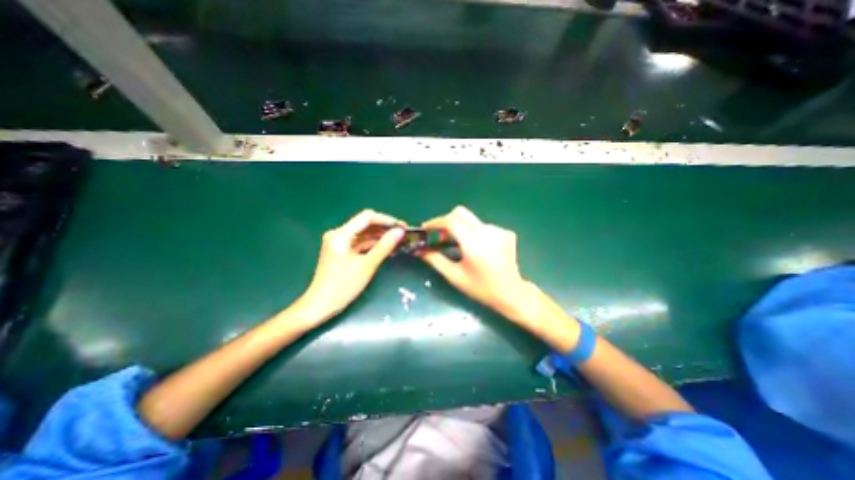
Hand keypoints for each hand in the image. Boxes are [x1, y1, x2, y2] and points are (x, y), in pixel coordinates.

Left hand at [298, 209, 403, 321]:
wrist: (320, 305)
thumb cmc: (343, 286)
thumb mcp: (367, 266)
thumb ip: (384, 246)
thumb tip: (400, 231)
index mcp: (341, 234)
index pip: (367, 217)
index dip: (386, 220)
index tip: (402, 226)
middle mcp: (339, 234)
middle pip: (366, 225)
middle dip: (385, 229)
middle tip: (403, 235)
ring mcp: (340, 243)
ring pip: (365, 235)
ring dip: (380, 237)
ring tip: (398, 242)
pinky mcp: (342, 251)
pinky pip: (361, 244)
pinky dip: (373, 245)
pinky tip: (387, 249)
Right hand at [417, 207, 531, 322]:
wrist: (511, 294)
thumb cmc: (481, 288)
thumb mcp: (455, 276)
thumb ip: (435, 260)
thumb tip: (420, 250)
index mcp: (473, 241)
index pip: (450, 221)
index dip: (435, 222)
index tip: (426, 229)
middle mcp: (486, 230)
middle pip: (461, 213)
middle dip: (447, 221)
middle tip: (442, 237)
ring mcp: (498, 230)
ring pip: (472, 221)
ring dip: (462, 229)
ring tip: (462, 248)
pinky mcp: (506, 233)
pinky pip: (484, 227)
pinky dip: (475, 234)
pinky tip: (479, 250)